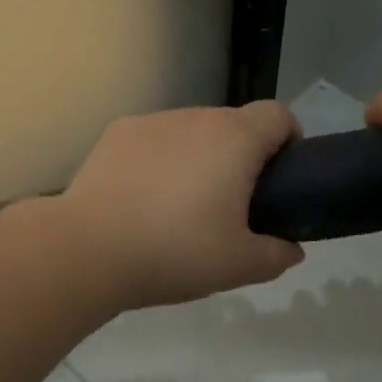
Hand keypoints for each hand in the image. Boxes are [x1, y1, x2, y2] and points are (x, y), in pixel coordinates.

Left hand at [58, 102, 304, 307]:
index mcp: (235, 139)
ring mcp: (153, 121)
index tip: (280, 178)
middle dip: (242, 155)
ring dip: (199, 156)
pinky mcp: (117, 132)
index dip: (288, 141)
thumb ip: (278, 255)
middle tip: (232, 204)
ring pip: (192, 130)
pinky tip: (143, 196)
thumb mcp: (240, 266)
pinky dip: (161, 158)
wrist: (89, 249)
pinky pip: (155, 139)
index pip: (278, 116)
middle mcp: (196, 117)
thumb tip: (291, 248)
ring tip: (181, 204)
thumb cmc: (176, 252)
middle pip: (234, 124)